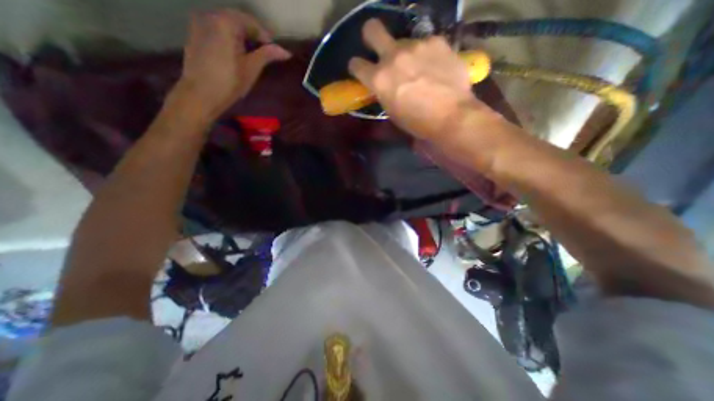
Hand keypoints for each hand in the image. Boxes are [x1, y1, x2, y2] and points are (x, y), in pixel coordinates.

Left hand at [177, 9, 290, 118]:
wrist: (201, 94)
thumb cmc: (230, 82)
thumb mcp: (252, 68)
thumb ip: (267, 55)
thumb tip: (286, 52)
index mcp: (225, 22)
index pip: (250, 22)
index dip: (265, 36)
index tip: (274, 51)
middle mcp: (209, 16)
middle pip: (237, 20)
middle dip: (253, 35)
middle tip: (265, 52)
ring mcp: (199, 24)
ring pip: (226, 24)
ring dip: (241, 36)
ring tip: (252, 53)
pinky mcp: (194, 35)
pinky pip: (216, 30)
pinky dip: (229, 38)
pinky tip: (236, 53)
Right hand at [351, 19, 485, 142]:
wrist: (451, 116)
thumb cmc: (417, 123)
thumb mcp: (392, 112)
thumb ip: (383, 93)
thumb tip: (384, 85)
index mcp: (379, 79)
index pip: (356, 64)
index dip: (357, 67)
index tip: (362, 70)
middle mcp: (393, 56)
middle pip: (372, 30)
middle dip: (371, 36)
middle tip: (380, 47)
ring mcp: (415, 45)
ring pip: (404, 41)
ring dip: (406, 53)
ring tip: (420, 69)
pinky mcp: (436, 41)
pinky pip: (426, 44)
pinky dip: (428, 54)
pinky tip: (437, 67)